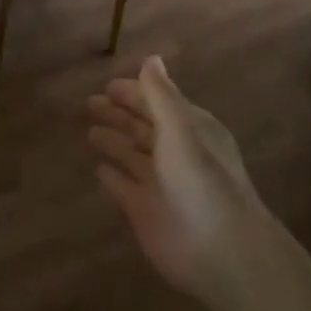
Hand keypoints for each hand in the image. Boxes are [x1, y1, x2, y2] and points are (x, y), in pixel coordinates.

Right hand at [86, 57, 266, 298]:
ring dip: (114, 142)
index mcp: (191, 130)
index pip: (158, 103)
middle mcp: (176, 153)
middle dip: (119, 115)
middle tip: (89, 103)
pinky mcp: (145, 212)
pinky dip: (113, 177)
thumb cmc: (201, 183)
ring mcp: (160, 184)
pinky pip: (124, 188)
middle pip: (143, 127)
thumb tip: (151, 58)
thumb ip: (161, 96)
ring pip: (132, 156)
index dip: (134, 93)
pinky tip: (98, 169)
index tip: (107, 85)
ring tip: (90, 131)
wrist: (220, 252)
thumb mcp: (181, 131)